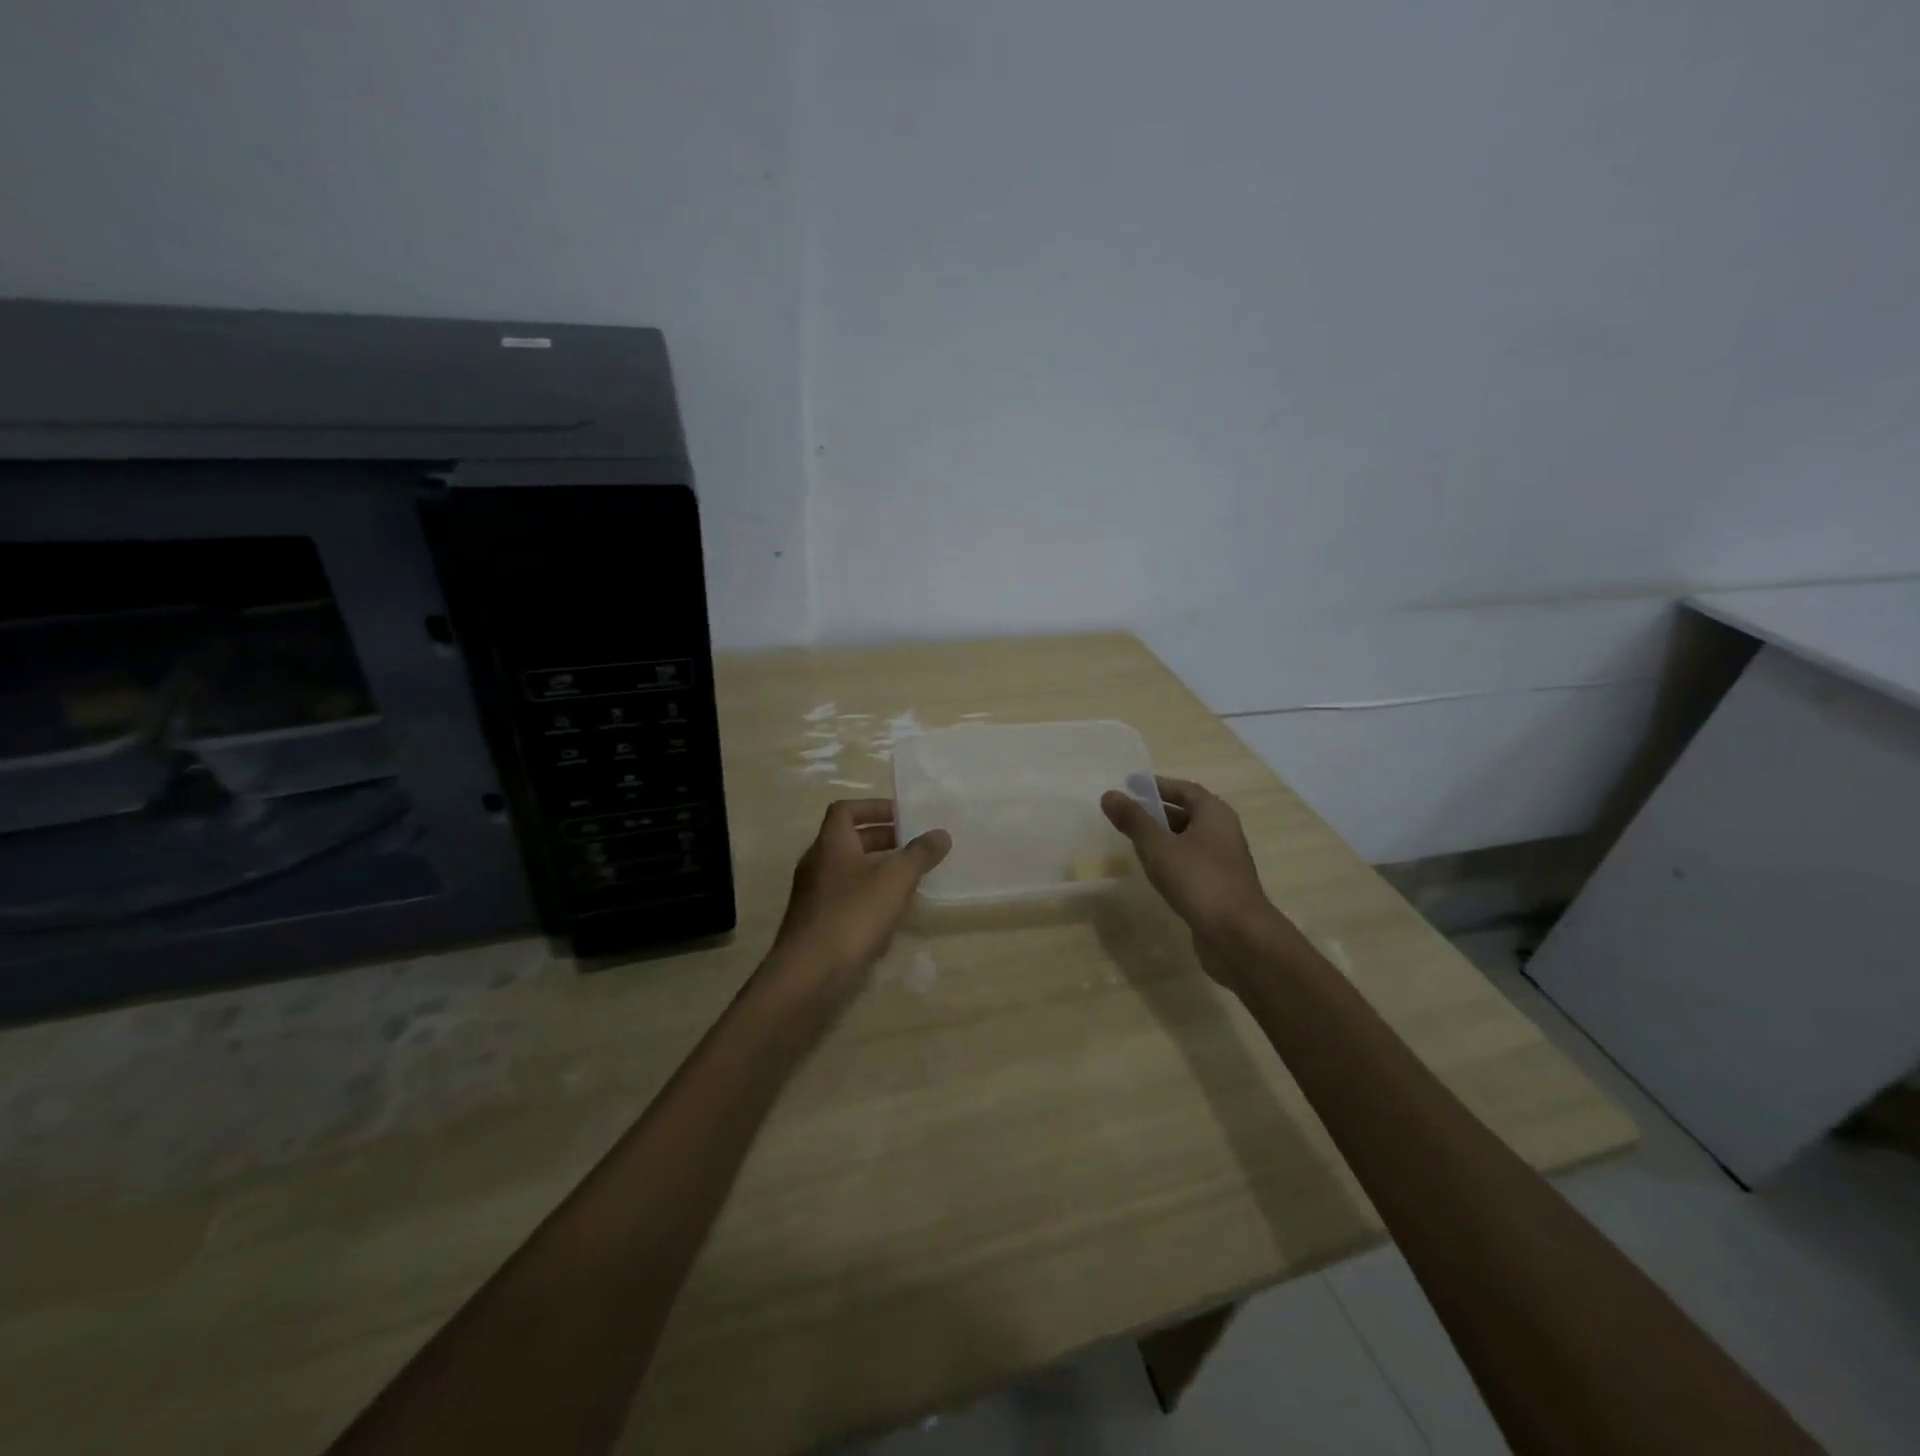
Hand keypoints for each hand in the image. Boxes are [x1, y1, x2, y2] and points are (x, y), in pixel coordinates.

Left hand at [763, 799, 950, 1008]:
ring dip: (877, 869)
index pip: (845, 810)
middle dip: (882, 839)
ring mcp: (814, 896)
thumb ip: (919, 854)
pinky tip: (891, 914)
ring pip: (848, 871)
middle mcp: (817, 864)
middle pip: (848, 840)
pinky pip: (846, 898)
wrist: (810, 975)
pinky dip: (868, 897)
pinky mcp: (817, 925)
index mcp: (830, 844)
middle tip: (914, 846)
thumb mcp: (895, 879)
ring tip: (910, 879)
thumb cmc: (853, 915)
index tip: (903, 816)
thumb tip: (941, 833)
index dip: (873, 807)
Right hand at [1101, 776, 1278, 987]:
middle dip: (1156, 812)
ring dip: (1163, 838)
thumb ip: (1134, 820)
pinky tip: (1152, 871)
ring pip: (1188, 840)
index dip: (1157, 786)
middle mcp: (1223, 832)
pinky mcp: (1218, 886)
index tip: (1129, 786)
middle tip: (1125, 814)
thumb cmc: (1199, 881)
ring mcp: (1223, 861)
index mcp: (1214, 814)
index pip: (1183, 790)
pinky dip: (1171, 860)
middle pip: (1186, 813)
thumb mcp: (1159, 847)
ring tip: (1132, 841)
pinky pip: (1191, 863)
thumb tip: (1109, 794)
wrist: (1238, 936)